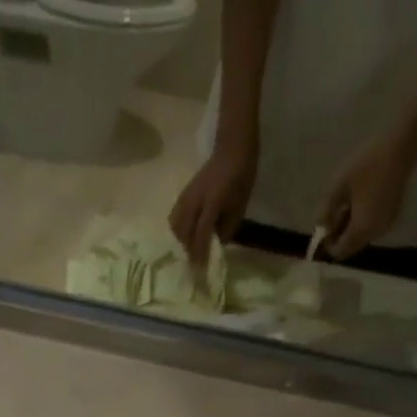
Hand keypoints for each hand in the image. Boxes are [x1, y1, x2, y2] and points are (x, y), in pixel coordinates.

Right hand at [168, 144, 257, 268]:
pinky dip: (177, 229)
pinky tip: (184, 235)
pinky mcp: (183, 194)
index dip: (200, 252)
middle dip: (188, 249)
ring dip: (181, 240)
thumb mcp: (240, 207)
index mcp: (213, 201)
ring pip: (175, 225)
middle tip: (194, 262)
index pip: (202, 232)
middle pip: (184, 231)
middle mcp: (196, 200)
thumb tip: (215, 246)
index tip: (201, 268)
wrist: (232, 148)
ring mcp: (187, 196)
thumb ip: (227, 228)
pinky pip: (174, 216)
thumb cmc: (241, 178)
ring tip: (189, 248)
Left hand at [318, 136, 416, 259]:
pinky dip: (361, 222)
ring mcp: (385, 225)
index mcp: (360, 231)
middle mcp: (374, 234)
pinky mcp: (392, 215)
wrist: (402, 145)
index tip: (324, 225)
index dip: (328, 243)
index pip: (339, 251)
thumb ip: (325, 210)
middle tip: (333, 213)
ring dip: (349, 228)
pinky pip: (371, 227)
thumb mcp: (339, 186)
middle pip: (350, 246)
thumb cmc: (368, 164)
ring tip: (345, 204)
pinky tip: (359, 202)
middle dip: (339, 236)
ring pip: (361, 237)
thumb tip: (320, 227)